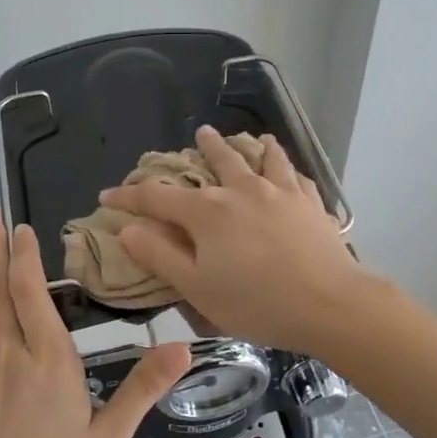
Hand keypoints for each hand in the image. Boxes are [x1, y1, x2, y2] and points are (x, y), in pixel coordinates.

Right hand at [100, 126, 366, 353]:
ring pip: (260, 158)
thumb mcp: (196, 287)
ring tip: (249, 136)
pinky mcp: (310, 203)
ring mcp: (279, 192)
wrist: (328, 304)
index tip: (108, 195)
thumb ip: (159, 256)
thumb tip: (127, 230)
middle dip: (204, 147)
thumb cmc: (255, 302)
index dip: (129, 196)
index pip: (157, 198)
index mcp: (206, 213)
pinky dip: (286, 164)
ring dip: (249, 145)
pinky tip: (287, 165)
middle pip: (216, 161)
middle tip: (199, 133)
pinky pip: (295, 174)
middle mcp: (240, 191)